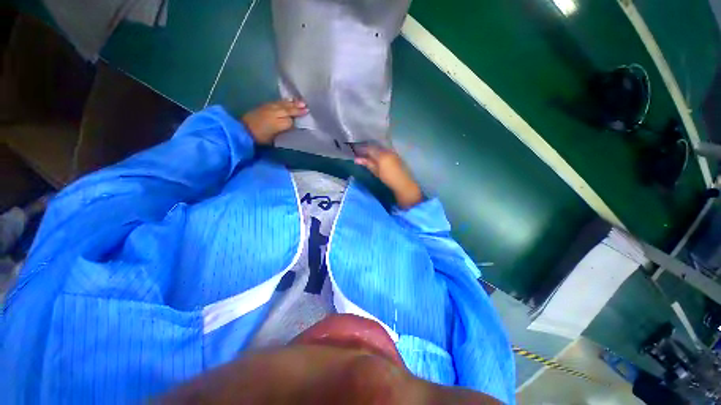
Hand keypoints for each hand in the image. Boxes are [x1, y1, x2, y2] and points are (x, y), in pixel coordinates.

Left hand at [242, 99, 307, 144]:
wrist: (243, 130)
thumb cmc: (261, 136)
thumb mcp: (274, 136)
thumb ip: (284, 127)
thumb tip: (292, 123)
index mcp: (278, 120)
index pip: (291, 118)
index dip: (298, 116)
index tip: (307, 113)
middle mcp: (274, 112)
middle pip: (288, 109)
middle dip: (297, 108)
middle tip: (306, 106)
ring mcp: (269, 108)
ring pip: (283, 104)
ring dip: (292, 103)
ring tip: (300, 102)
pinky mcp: (265, 106)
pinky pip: (278, 102)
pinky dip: (284, 101)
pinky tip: (288, 100)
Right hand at [354, 145, 422, 208]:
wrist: (404, 184)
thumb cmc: (389, 178)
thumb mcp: (376, 171)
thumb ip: (367, 163)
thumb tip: (356, 159)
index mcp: (382, 154)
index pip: (369, 148)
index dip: (361, 148)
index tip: (355, 149)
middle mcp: (387, 150)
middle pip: (375, 146)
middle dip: (367, 148)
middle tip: (359, 151)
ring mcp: (392, 152)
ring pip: (380, 148)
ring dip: (372, 150)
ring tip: (365, 154)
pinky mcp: (396, 156)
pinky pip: (385, 151)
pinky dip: (378, 152)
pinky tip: (375, 156)